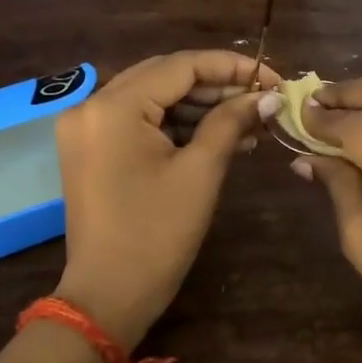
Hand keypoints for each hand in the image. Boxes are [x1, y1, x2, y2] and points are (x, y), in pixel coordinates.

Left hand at [54, 50, 283, 346]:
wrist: (108, 296)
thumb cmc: (157, 234)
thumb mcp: (201, 172)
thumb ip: (231, 121)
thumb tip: (268, 94)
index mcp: (114, 107)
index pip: (181, 66)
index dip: (231, 67)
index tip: (274, 78)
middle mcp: (91, 106)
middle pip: (165, 76)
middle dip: (217, 85)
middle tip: (263, 98)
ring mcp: (87, 127)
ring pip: (153, 98)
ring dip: (200, 106)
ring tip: (249, 120)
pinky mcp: (91, 148)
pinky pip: (140, 121)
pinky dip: (177, 125)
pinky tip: (218, 135)